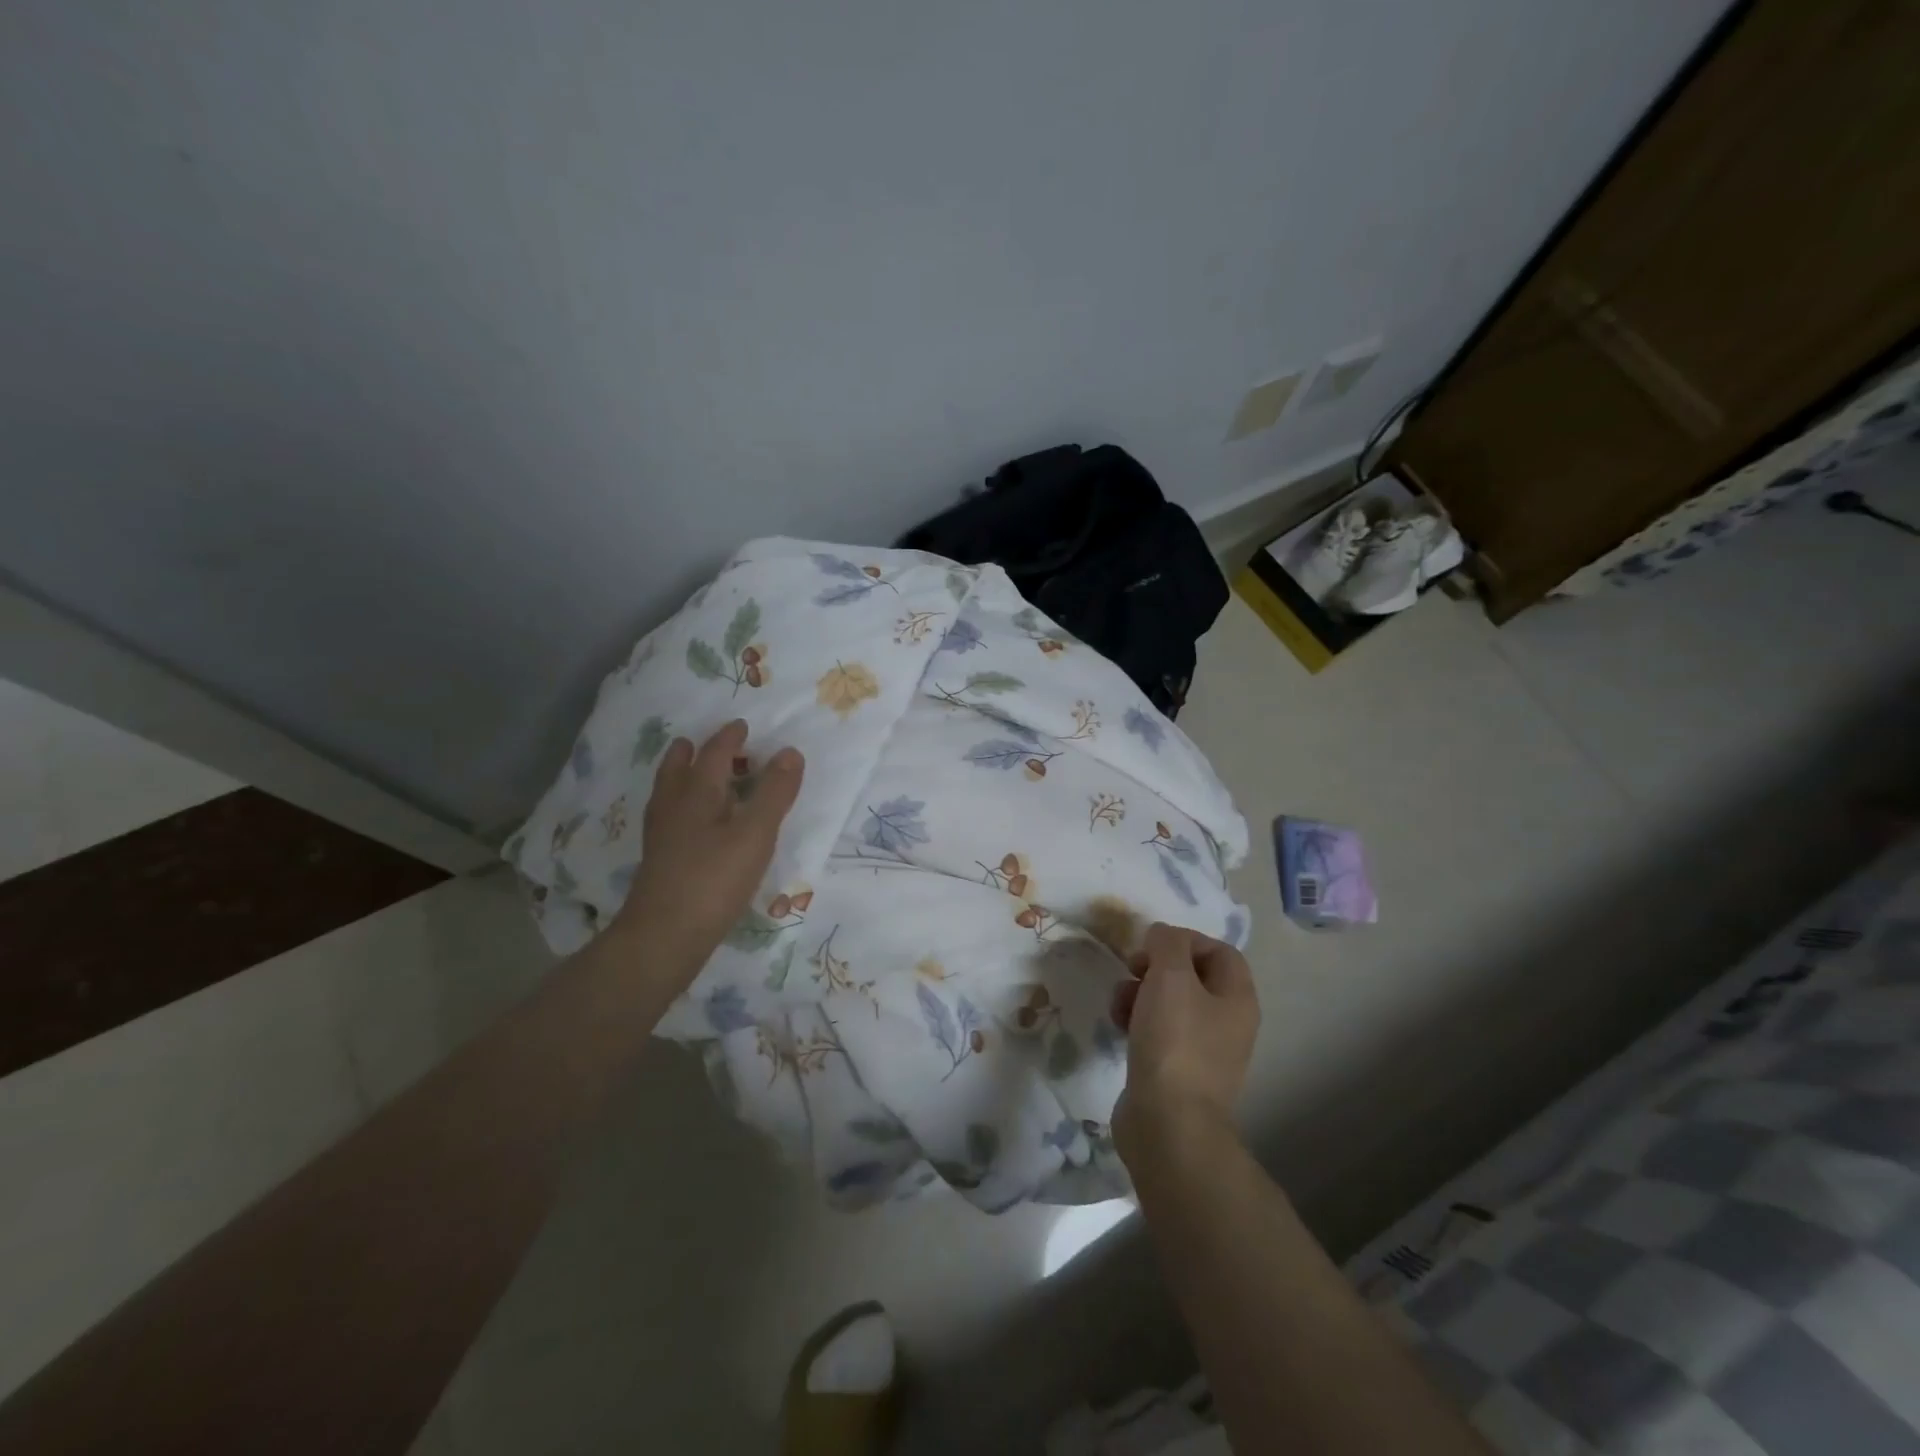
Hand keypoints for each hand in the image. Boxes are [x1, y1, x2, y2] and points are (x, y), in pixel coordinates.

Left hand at [612, 720, 803, 983]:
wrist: (665, 936)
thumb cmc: (714, 879)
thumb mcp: (755, 833)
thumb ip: (775, 793)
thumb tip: (790, 751)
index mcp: (696, 793)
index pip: (713, 753)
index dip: (729, 738)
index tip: (742, 726)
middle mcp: (673, 807)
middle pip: (678, 768)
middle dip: (693, 752)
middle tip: (706, 744)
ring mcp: (662, 835)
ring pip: (670, 793)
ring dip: (683, 776)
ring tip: (696, 775)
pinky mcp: (660, 860)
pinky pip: (671, 817)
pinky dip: (683, 806)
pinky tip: (693, 825)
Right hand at [1112, 923, 1259, 1161]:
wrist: (1167, 1124)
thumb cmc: (1174, 1042)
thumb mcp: (1170, 977)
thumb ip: (1168, 943)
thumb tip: (1162, 936)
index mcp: (1237, 998)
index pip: (1219, 950)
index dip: (1184, 940)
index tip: (1151, 946)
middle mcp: (1227, 1022)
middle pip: (1190, 975)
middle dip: (1155, 967)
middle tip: (1132, 970)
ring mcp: (1202, 1050)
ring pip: (1168, 1002)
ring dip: (1138, 993)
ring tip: (1118, 1003)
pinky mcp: (1176, 1071)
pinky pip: (1157, 1031)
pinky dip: (1136, 1022)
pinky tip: (1117, 1027)